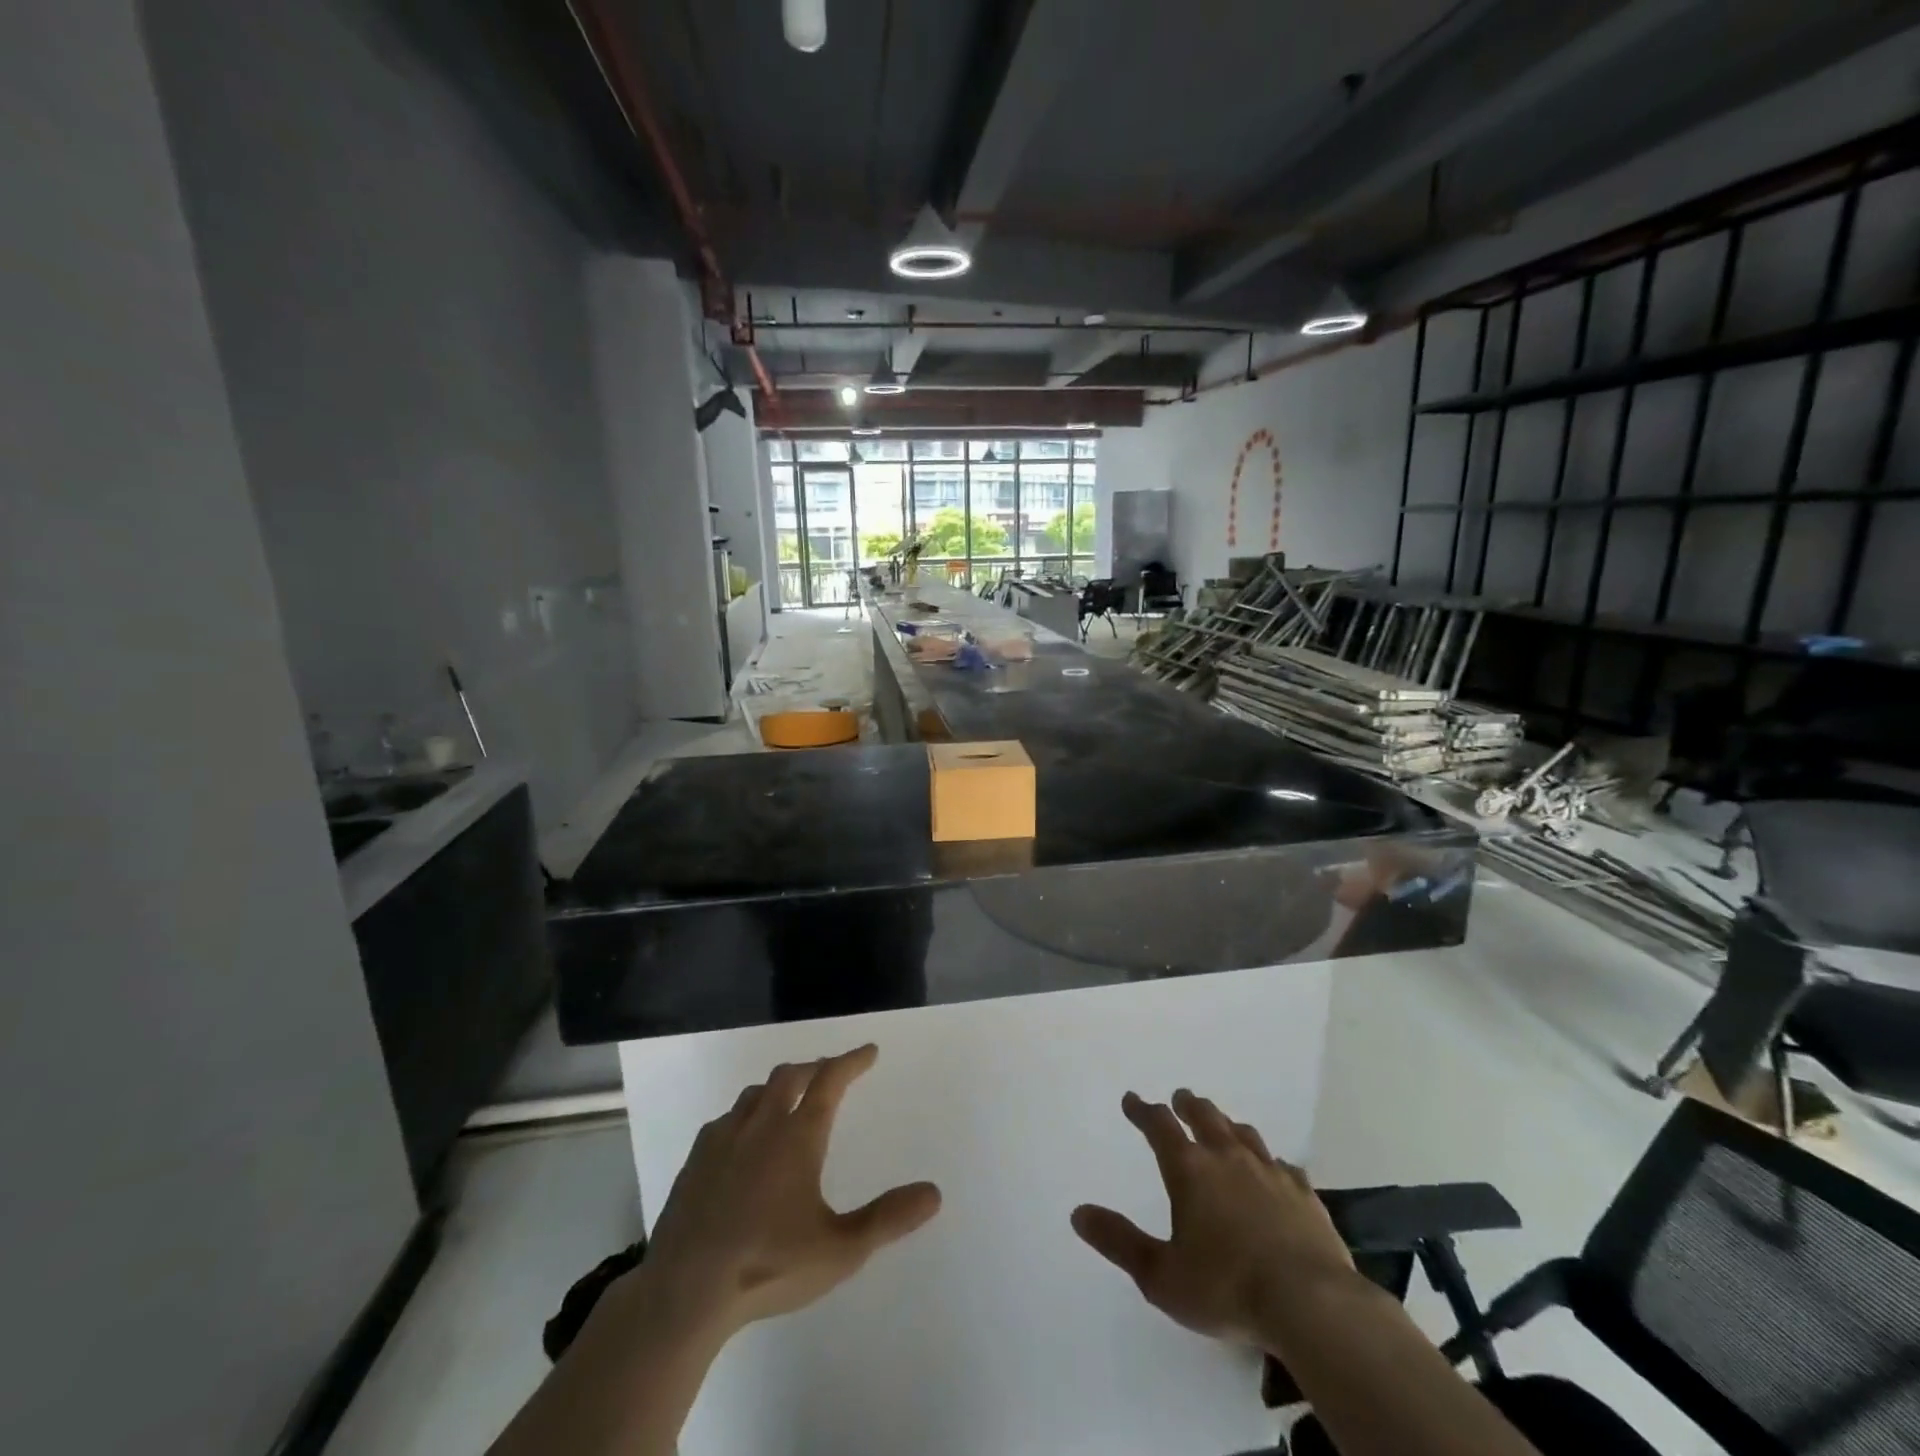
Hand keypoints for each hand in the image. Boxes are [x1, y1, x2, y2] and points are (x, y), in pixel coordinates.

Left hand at [637, 1044, 942, 1338]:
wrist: (684, 1291)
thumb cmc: (768, 1266)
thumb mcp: (839, 1250)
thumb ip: (887, 1219)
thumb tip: (934, 1192)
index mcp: (798, 1136)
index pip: (830, 1080)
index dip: (852, 1061)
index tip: (869, 1052)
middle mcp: (761, 1124)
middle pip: (791, 1075)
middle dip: (816, 1067)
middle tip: (832, 1071)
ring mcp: (723, 1139)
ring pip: (756, 1092)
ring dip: (780, 1086)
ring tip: (792, 1097)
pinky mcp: (695, 1160)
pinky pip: (727, 1118)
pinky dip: (747, 1113)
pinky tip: (746, 1136)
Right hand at [1072, 1089, 1354, 1347]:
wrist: (1312, 1305)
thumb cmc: (1227, 1289)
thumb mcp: (1161, 1275)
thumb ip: (1119, 1242)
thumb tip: (1078, 1213)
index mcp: (1189, 1169)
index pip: (1159, 1126)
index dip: (1142, 1110)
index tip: (1132, 1100)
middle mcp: (1228, 1158)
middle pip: (1205, 1116)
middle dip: (1188, 1105)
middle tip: (1180, 1098)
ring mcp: (1270, 1173)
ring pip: (1244, 1133)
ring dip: (1227, 1124)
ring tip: (1222, 1125)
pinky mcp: (1305, 1195)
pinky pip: (1283, 1166)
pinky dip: (1270, 1162)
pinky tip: (1274, 1170)